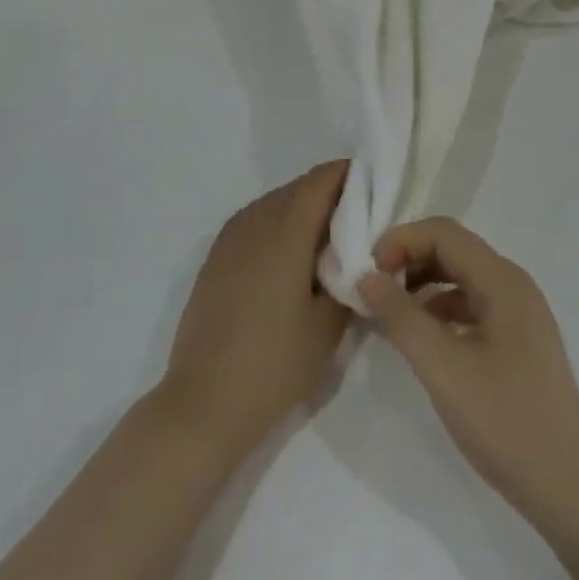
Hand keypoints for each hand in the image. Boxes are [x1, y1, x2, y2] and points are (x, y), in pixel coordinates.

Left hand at [161, 162, 352, 457]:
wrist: (203, 405)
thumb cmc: (273, 366)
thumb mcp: (327, 327)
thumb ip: (348, 280)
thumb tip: (357, 258)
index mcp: (285, 232)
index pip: (320, 181)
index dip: (348, 173)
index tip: (375, 182)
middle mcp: (254, 223)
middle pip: (297, 188)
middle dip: (329, 192)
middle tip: (361, 214)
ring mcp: (228, 240)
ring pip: (273, 203)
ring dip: (302, 207)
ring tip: (329, 236)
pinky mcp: (215, 260)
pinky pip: (254, 222)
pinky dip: (278, 224)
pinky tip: (291, 255)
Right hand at [357, 219, 578, 519]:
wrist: (571, 487)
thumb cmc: (507, 422)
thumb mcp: (443, 368)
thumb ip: (401, 317)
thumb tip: (365, 277)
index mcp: (502, 280)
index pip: (443, 233)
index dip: (401, 241)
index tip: (367, 274)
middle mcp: (512, 285)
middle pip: (452, 250)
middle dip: (408, 260)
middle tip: (371, 291)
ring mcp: (518, 313)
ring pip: (460, 279)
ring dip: (421, 286)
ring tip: (386, 315)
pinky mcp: (516, 341)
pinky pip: (470, 306)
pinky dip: (439, 312)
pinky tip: (419, 340)